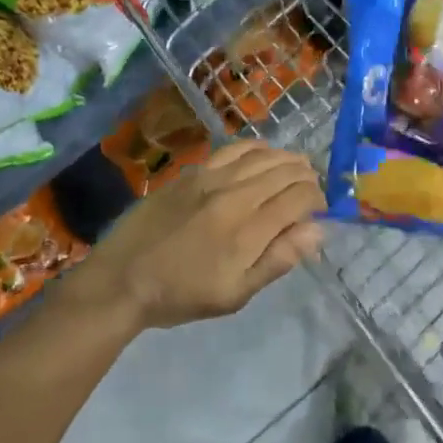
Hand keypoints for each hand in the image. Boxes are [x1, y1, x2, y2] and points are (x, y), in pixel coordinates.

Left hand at [73, 140, 325, 332]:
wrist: (123, 279)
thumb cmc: (182, 294)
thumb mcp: (236, 293)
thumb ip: (278, 259)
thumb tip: (317, 230)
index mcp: (249, 230)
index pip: (300, 198)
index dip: (318, 200)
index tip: (319, 211)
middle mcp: (235, 195)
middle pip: (285, 170)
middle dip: (307, 177)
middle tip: (310, 191)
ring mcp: (211, 177)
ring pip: (263, 154)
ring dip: (286, 159)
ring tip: (294, 169)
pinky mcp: (193, 171)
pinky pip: (234, 148)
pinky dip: (257, 148)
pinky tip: (262, 155)